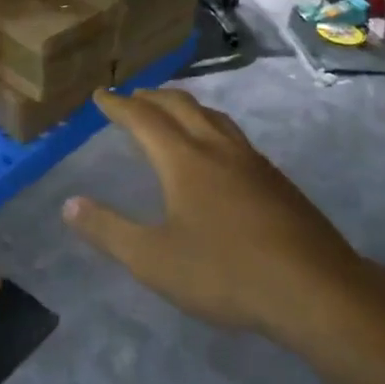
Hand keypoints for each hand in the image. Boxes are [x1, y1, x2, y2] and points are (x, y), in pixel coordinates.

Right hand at [63, 89, 369, 345]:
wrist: (314, 289)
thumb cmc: (225, 273)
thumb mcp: (154, 260)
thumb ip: (108, 230)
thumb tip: (69, 204)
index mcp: (184, 160)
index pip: (143, 119)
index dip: (118, 105)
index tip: (101, 95)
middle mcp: (217, 148)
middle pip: (180, 106)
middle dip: (152, 97)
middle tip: (132, 96)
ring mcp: (252, 160)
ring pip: (213, 116)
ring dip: (186, 106)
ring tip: (173, 110)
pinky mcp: (276, 179)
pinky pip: (234, 135)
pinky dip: (212, 125)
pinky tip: (219, 151)